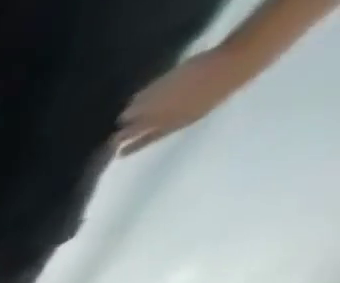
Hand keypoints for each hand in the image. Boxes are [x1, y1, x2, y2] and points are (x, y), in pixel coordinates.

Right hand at [115, 47, 249, 154]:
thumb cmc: (222, 88)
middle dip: (123, 136)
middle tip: (110, 142)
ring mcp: (162, 101)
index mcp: (173, 125)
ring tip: (121, 118)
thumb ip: (179, 118)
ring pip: (138, 113)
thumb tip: (163, 125)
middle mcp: (162, 117)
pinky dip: (139, 97)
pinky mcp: (164, 85)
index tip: (119, 155)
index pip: (147, 140)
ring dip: (128, 117)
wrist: (233, 65)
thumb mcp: (201, 109)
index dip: (133, 148)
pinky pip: (147, 94)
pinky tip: (134, 99)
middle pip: (137, 129)